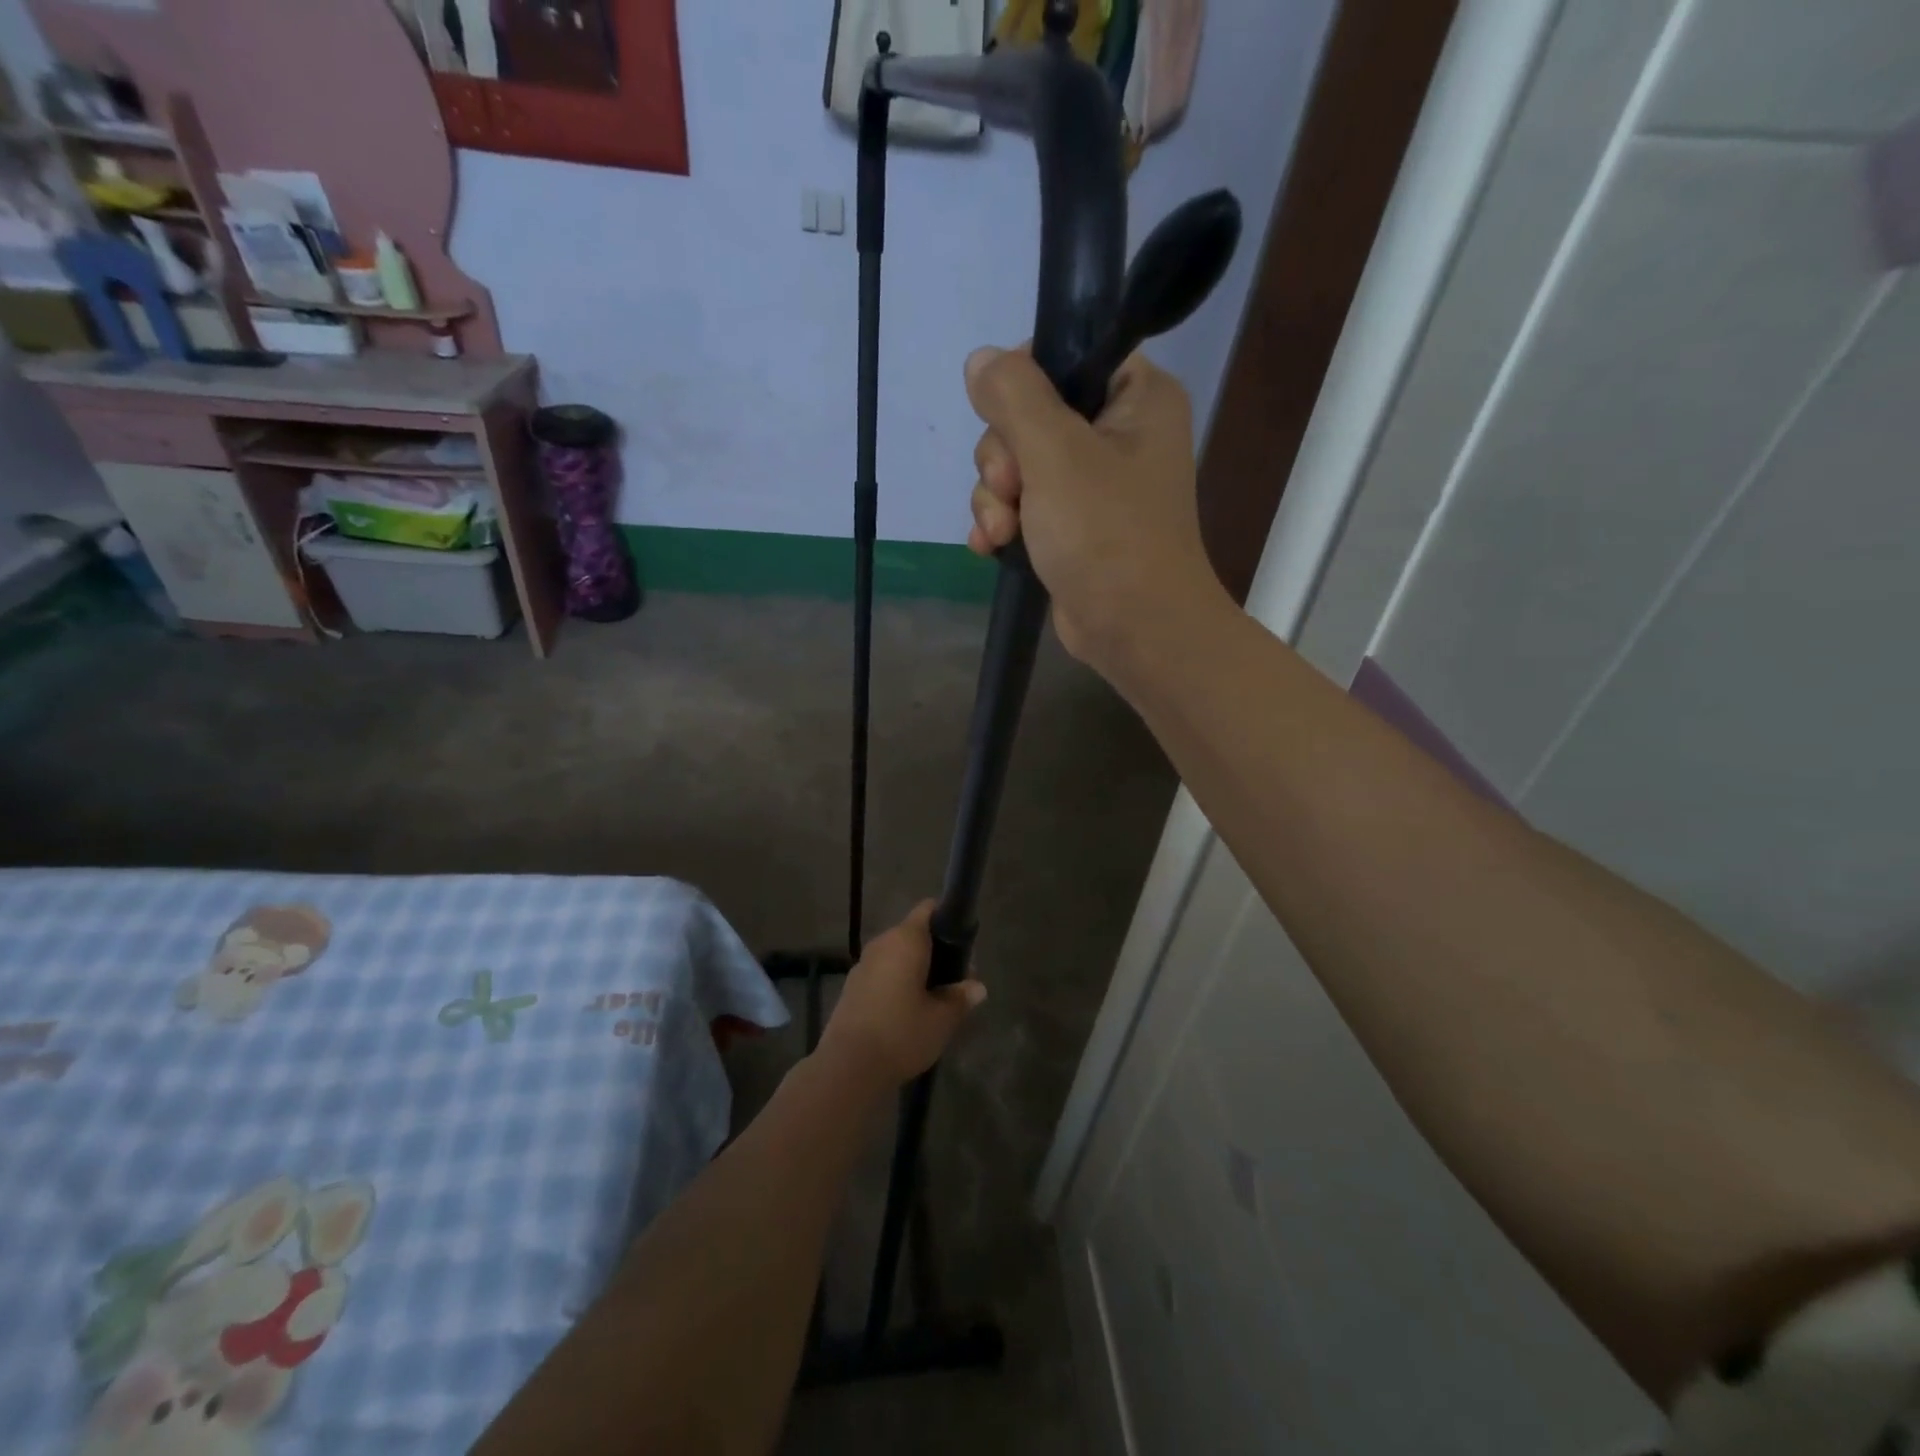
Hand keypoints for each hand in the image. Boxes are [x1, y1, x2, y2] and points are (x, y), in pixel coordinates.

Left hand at [818, 902, 985, 1087]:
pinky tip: (906, 1013)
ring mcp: (863, 964)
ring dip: (915, 970)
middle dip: (935, 952)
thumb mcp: (941, 1019)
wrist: (847, 1067)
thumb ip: (960, 998)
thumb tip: (977, 987)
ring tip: (933, 1001)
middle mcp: (882, 943)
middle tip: (955, 982)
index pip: (928, 910)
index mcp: (906, 940)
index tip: (963, 946)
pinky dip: (896, 983)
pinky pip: (881, 973)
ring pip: (896, 956)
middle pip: (913, 934)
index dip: (947, 920)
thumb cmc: (901, 1033)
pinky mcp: (851, 987)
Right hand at [965, 346, 1226, 678]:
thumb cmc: (1106, 534)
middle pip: (1028, 414)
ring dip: (995, 498)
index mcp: (1135, 396)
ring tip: (1002, 532)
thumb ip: (1014, 396)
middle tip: (1011, 490)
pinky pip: (1021, 505)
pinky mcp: (1070, 526)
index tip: (1008, 421)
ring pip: (1016, 464)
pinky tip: (990, 546)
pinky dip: (1002, 523)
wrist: (1135, 630)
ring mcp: (1091, 484)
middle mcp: (1117, 433)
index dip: (1023, 383)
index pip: (1066, 353)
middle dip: (1003, 458)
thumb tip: (980, 359)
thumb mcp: (1057, 453)